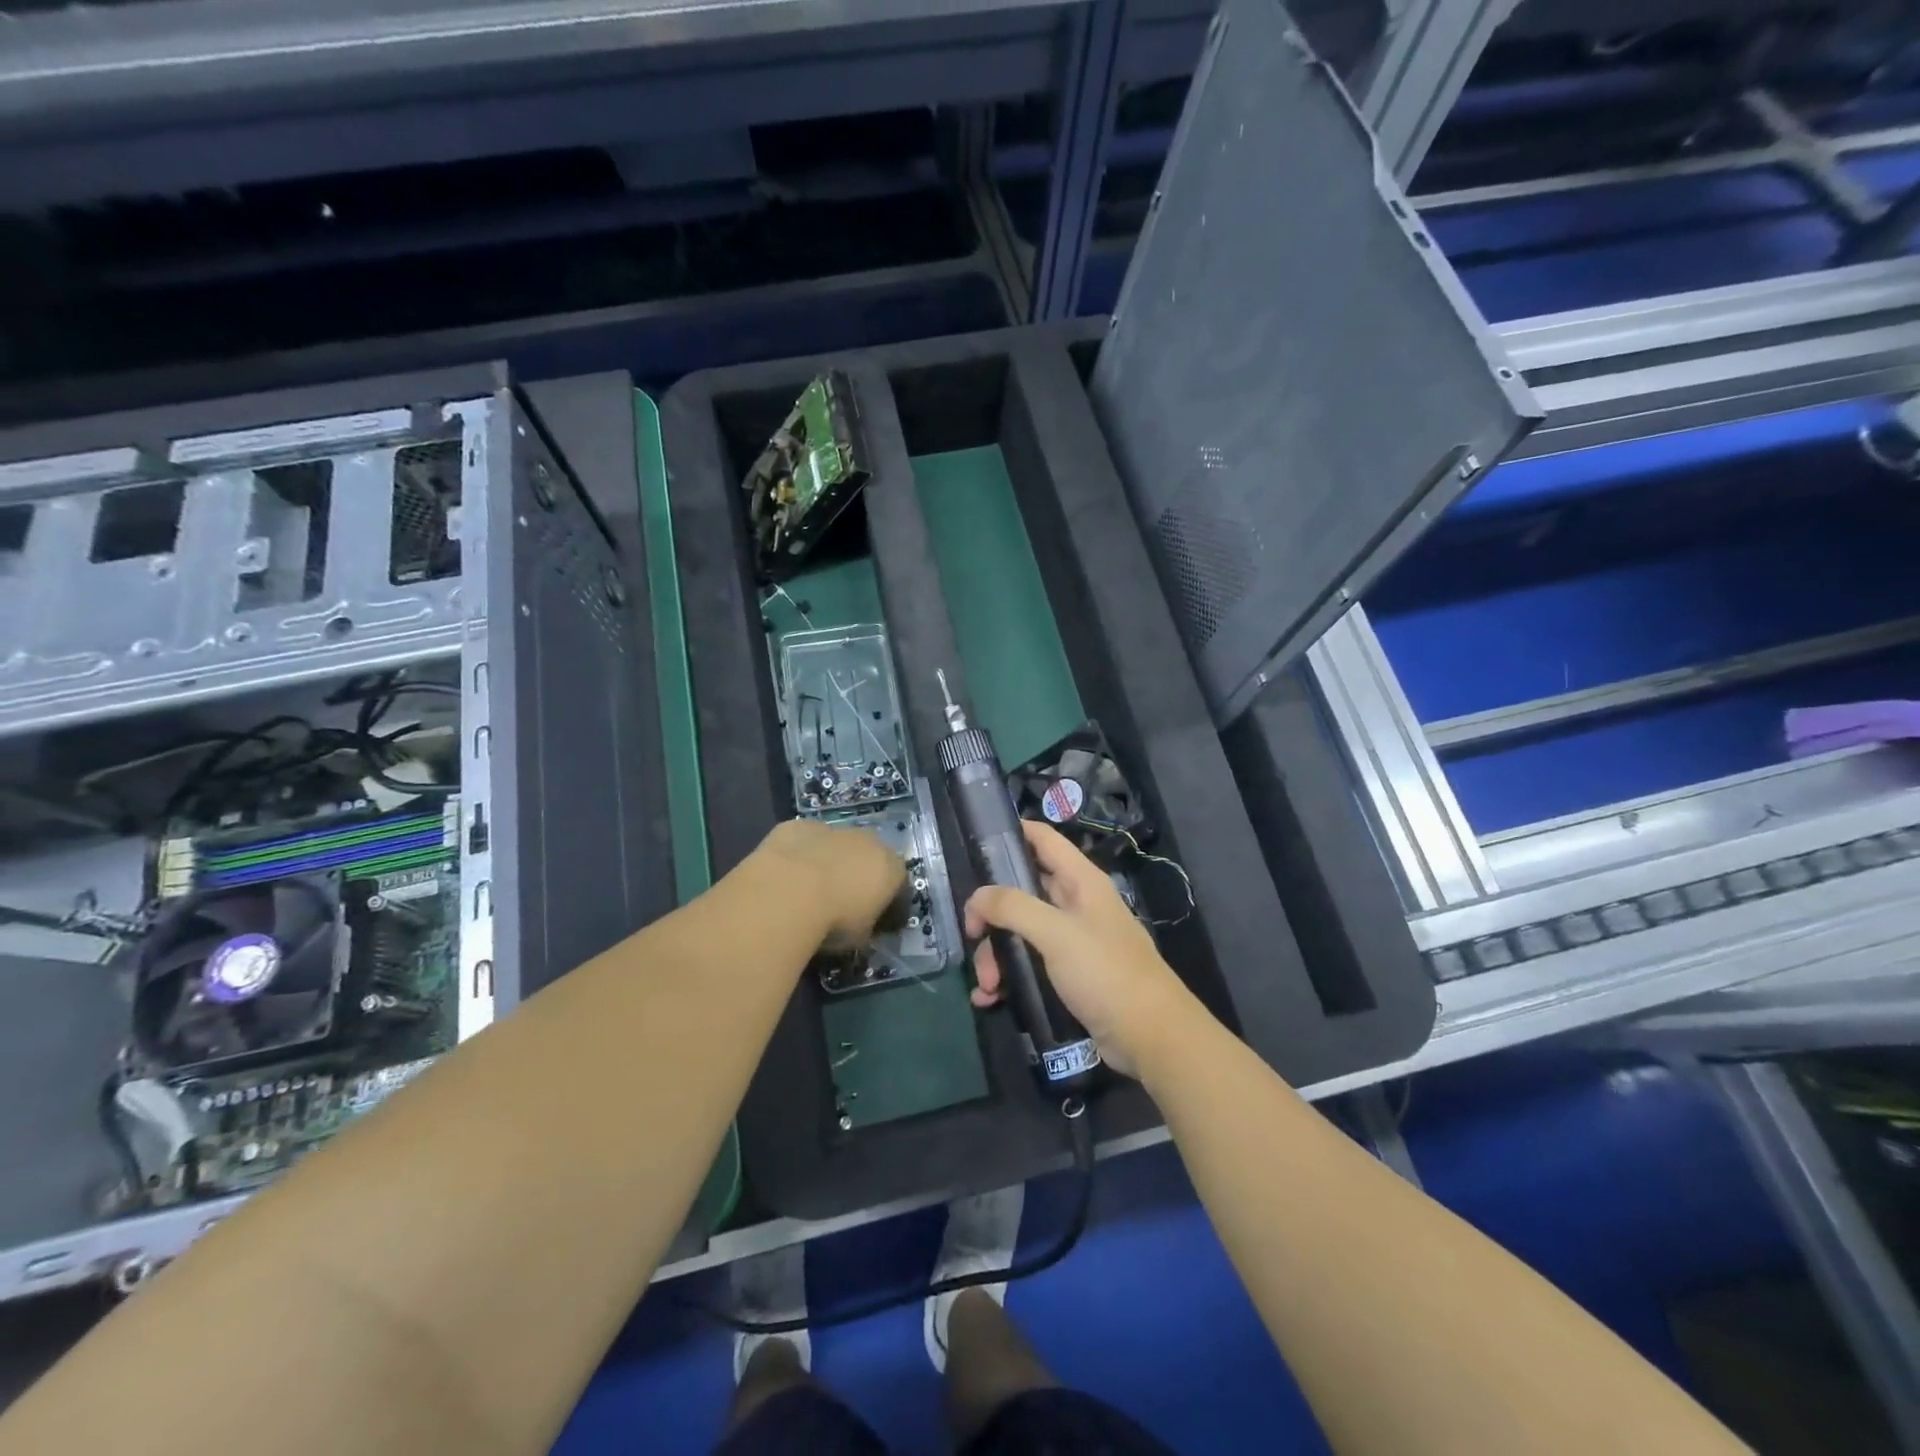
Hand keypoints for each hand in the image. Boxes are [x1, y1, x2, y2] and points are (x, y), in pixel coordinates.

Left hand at [755, 819, 905, 944]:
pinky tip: (788, 874)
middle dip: (860, 875)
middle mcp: (869, 841)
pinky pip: (806, 840)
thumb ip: (868, 926)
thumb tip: (863, 926)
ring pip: (837, 845)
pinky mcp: (800, 826)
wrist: (789, 891)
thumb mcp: (861, 937)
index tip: (877, 920)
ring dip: (831, 861)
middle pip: (870, 857)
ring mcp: (834, 829)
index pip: (899, 885)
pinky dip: (801, 855)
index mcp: (891, 868)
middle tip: (843, 901)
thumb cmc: (835, 920)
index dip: (889, 903)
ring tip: (812, 889)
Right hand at [965, 821, 1200, 1075]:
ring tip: (987, 986)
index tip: (975, 845)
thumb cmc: (1106, 972)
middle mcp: (1076, 904)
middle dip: (993, 914)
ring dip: (997, 955)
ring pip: (1021, 932)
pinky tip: (990, 998)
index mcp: (1081, 881)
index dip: (1012, 832)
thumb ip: (1013, 907)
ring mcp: (1073, 941)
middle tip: (972, 935)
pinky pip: (1028, 965)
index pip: (1043, 839)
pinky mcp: (1069, 975)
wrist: (1150, 1037)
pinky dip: (1007, 978)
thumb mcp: (1056, 933)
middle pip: (1022, 891)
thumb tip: (977, 897)